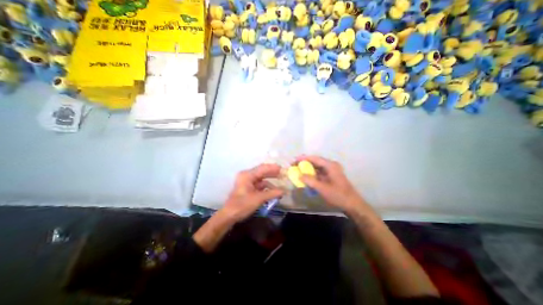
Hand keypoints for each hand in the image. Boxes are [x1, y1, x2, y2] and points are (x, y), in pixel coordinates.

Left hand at [220, 163, 284, 222]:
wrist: (229, 215)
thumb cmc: (242, 205)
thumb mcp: (258, 198)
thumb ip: (272, 193)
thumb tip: (284, 191)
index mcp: (247, 175)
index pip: (262, 168)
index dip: (273, 168)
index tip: (283, 169)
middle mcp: (247, 176)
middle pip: (262, 172)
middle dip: (273, 173)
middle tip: (283, 174)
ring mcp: (247, 182)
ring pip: (262, 179)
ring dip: (270, 181)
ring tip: (281, 183)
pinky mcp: (248, 188)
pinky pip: (259, 185)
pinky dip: (266, 187)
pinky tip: (273, 191)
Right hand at [296, 156, 369, 212]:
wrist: (352, 204)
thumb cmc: (338, 195)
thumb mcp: (323, 188)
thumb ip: (310, 181)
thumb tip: (299, 175)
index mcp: (330, 165)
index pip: (314, 158)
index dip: (303, 158)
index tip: (294, 160)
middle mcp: (330, 165)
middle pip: (315, 161)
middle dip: (304, 163)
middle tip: (294, 166)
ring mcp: (331, 171)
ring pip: (316, 167)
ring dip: (307, 169)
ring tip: (298, 171)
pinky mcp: (330, 177)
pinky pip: (318, 173)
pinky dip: (311, 174)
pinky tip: (306, 177)